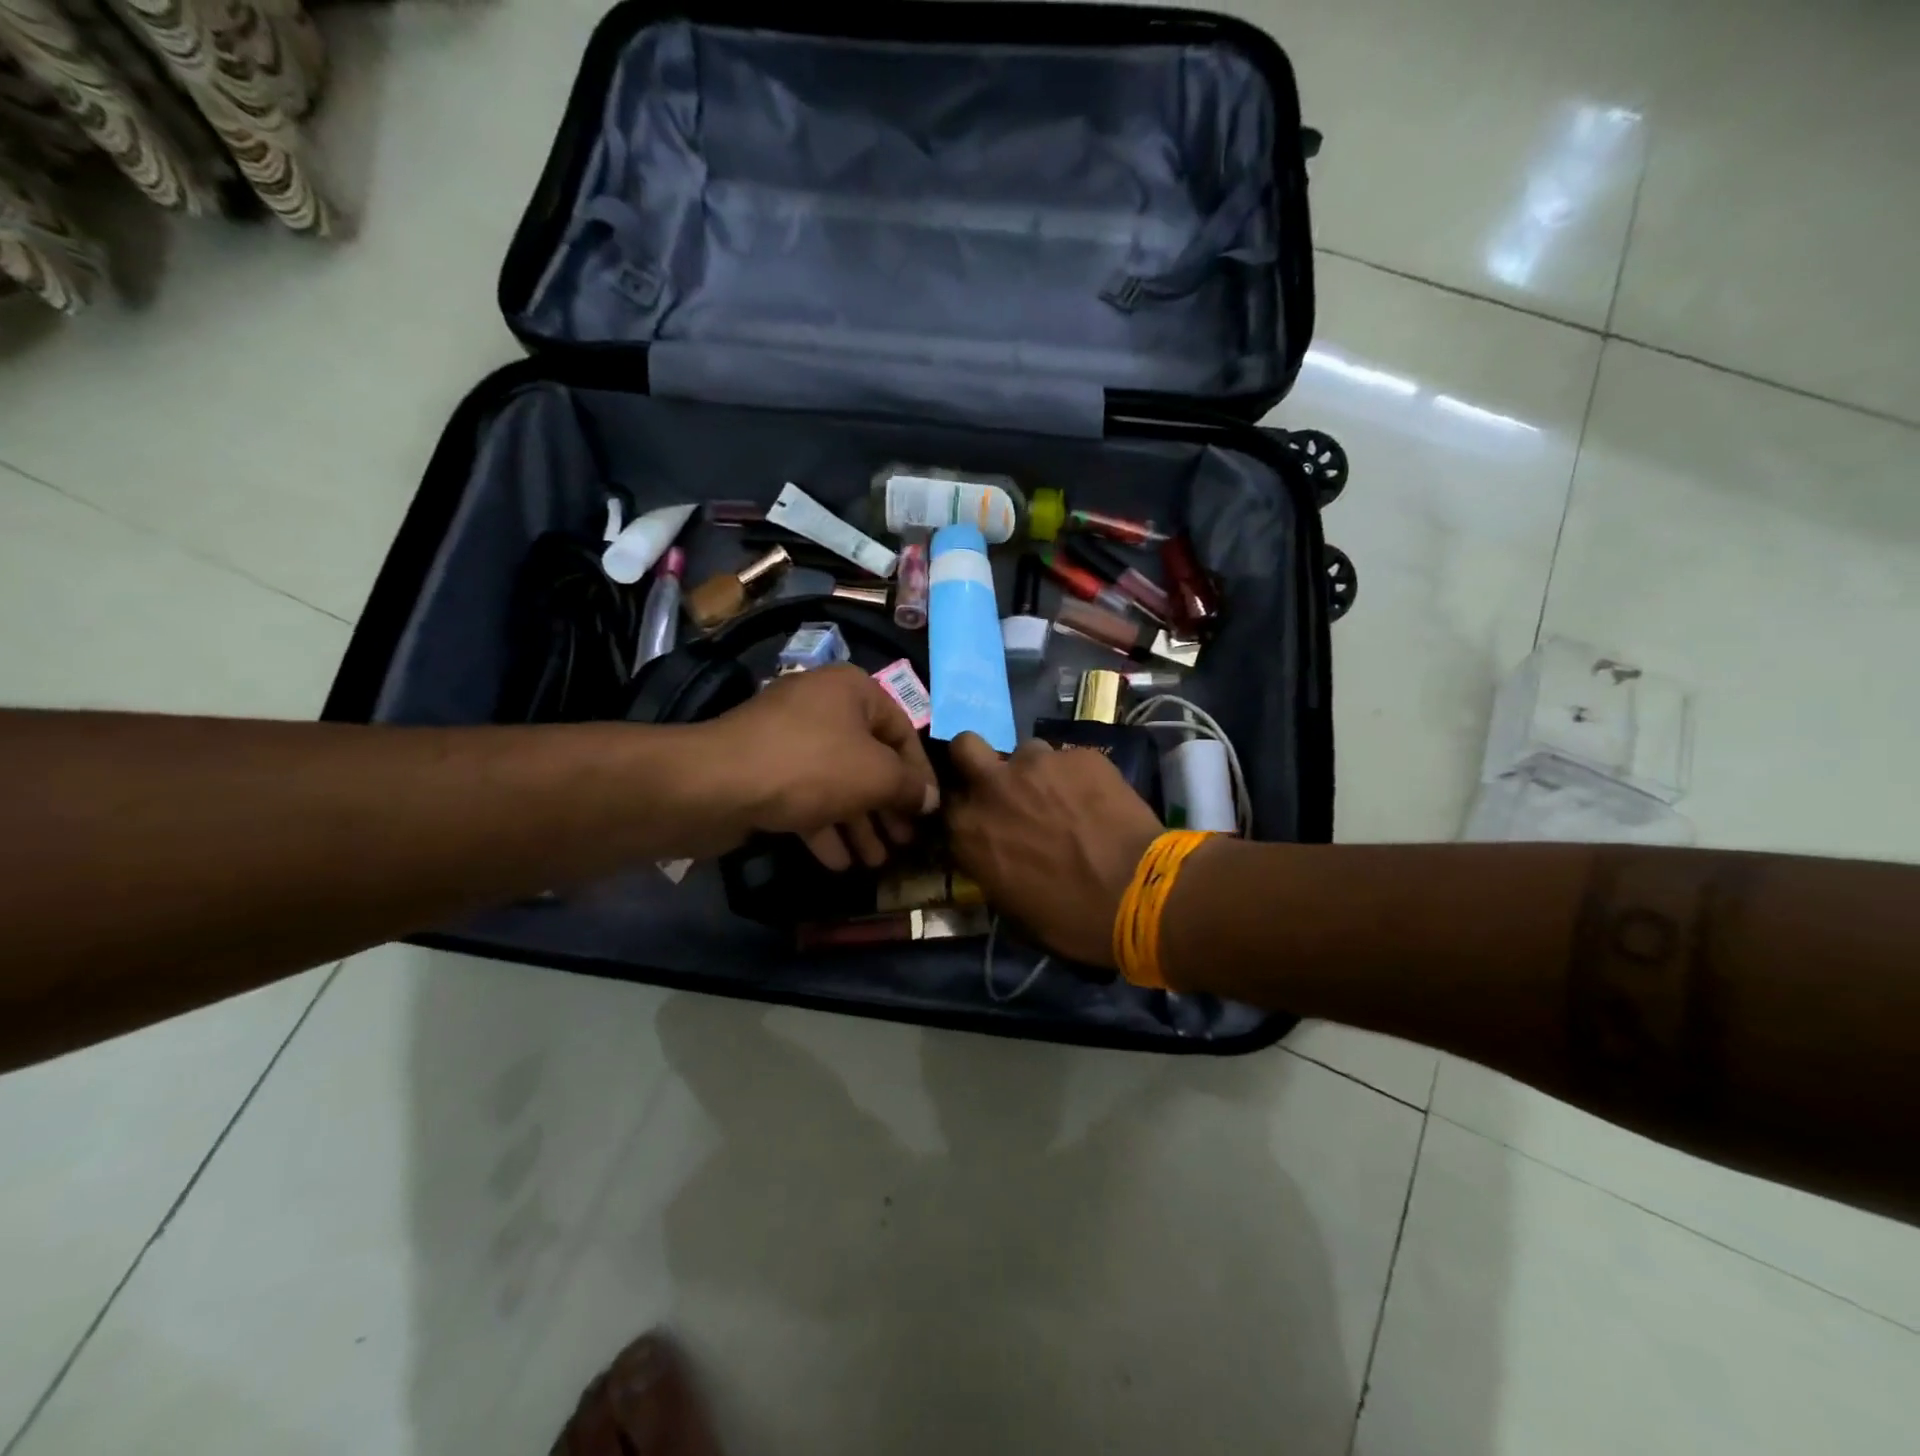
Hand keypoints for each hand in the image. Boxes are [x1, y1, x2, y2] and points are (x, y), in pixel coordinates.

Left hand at [701, 665, 939, 869]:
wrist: (716, 785)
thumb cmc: (811, 767)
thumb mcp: (876, 775)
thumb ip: (910, 787)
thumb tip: (930, 799)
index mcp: (852, 691)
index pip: (902, 731)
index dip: (921, 774)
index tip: (931, 811)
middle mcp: (822, 708)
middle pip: (869, 760)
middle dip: (887, 806)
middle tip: (904, 842)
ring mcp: (790, 740)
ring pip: (837, 783)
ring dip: (859, 823)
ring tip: (876, 861)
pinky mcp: (765, 771)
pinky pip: (805, 797)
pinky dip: (824, 826)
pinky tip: (839, 862)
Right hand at [945, 733, 1162, 966]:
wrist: (1138, 895)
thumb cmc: (1070, 919)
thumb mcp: (1010, 906)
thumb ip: (989, 863)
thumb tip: (994, 851)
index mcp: (968, 829)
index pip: (945, 800)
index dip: (964, 804)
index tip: (979, 815)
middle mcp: (993, 786)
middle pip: (965, 746)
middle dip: (977, 759)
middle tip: (1004, 783)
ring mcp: (1037, 764)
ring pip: (1026, 751)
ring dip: (1036, 772)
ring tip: (1064, 797)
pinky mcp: (1080, 755)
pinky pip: (1070, 759)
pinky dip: (1078, 776)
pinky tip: (1098, 800)